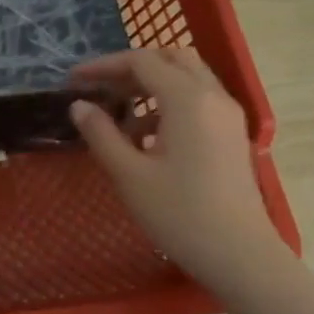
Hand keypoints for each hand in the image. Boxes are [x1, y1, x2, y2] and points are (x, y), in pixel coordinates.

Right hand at [70, 47, 313, 313]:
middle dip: (132, 66)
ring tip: (118, 115)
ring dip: (151, 84)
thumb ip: (101, 133)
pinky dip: (169, 103)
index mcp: (187, 100)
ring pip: (188, 78)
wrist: (239, 254)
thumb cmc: (179, 214)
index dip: (104, 66)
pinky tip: (145, 138)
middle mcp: (213, 97)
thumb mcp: (128, 174)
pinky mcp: (232, 135)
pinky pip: (199, 101)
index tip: (73, 81)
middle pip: (172, 58)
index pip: (142, 61)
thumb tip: (79, 106)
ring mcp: (228, 116)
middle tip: (101, 88)